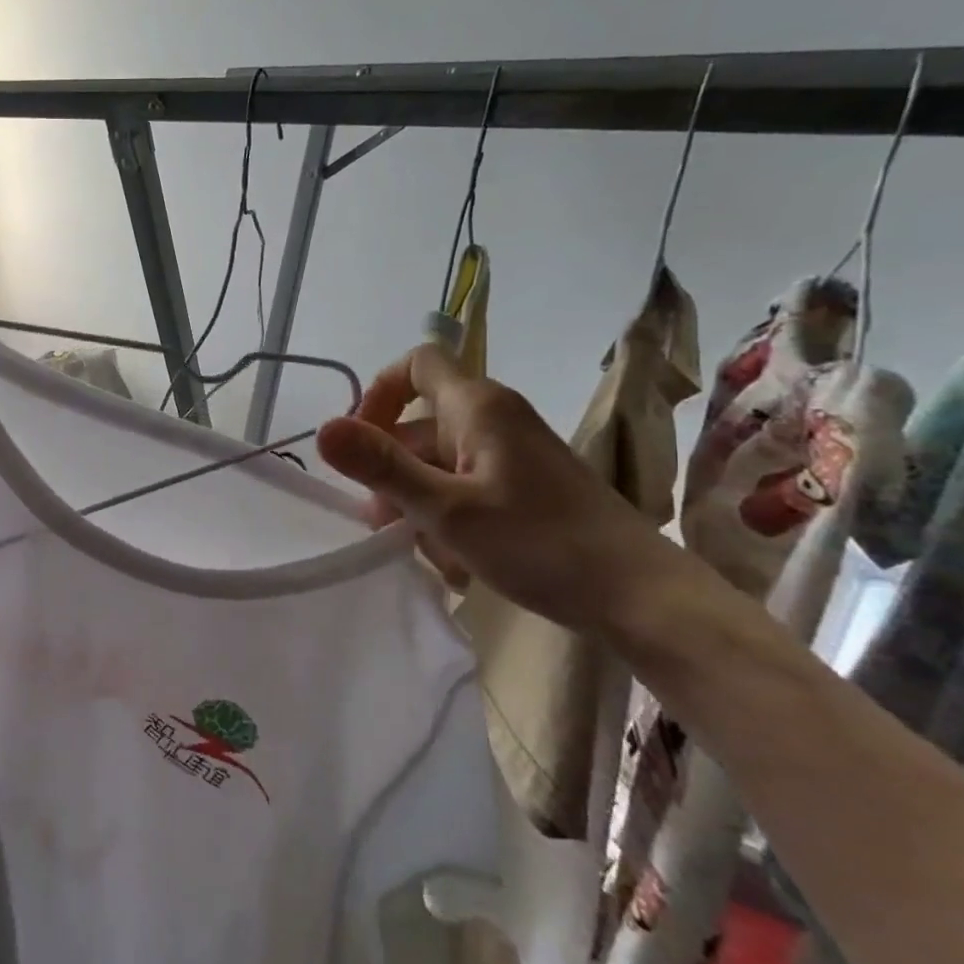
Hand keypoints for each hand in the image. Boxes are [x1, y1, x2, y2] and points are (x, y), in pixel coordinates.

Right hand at [315, 343, 689, 638]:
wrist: (642, 599)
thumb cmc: (540, 544)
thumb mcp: (446, 509)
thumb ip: (382, 466)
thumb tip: (321, 430)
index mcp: (479, 407)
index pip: (416, 363)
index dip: (378, 392)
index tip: (361, 442)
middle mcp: (496, 419)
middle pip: (421, 423)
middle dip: (392, 469)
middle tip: (382, 521)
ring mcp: (514, 454)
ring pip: (441, 462)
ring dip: (418, 501)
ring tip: (423, 551)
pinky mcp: (527, 487)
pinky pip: (467, 486)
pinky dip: (449, 515)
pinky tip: (455, 561)